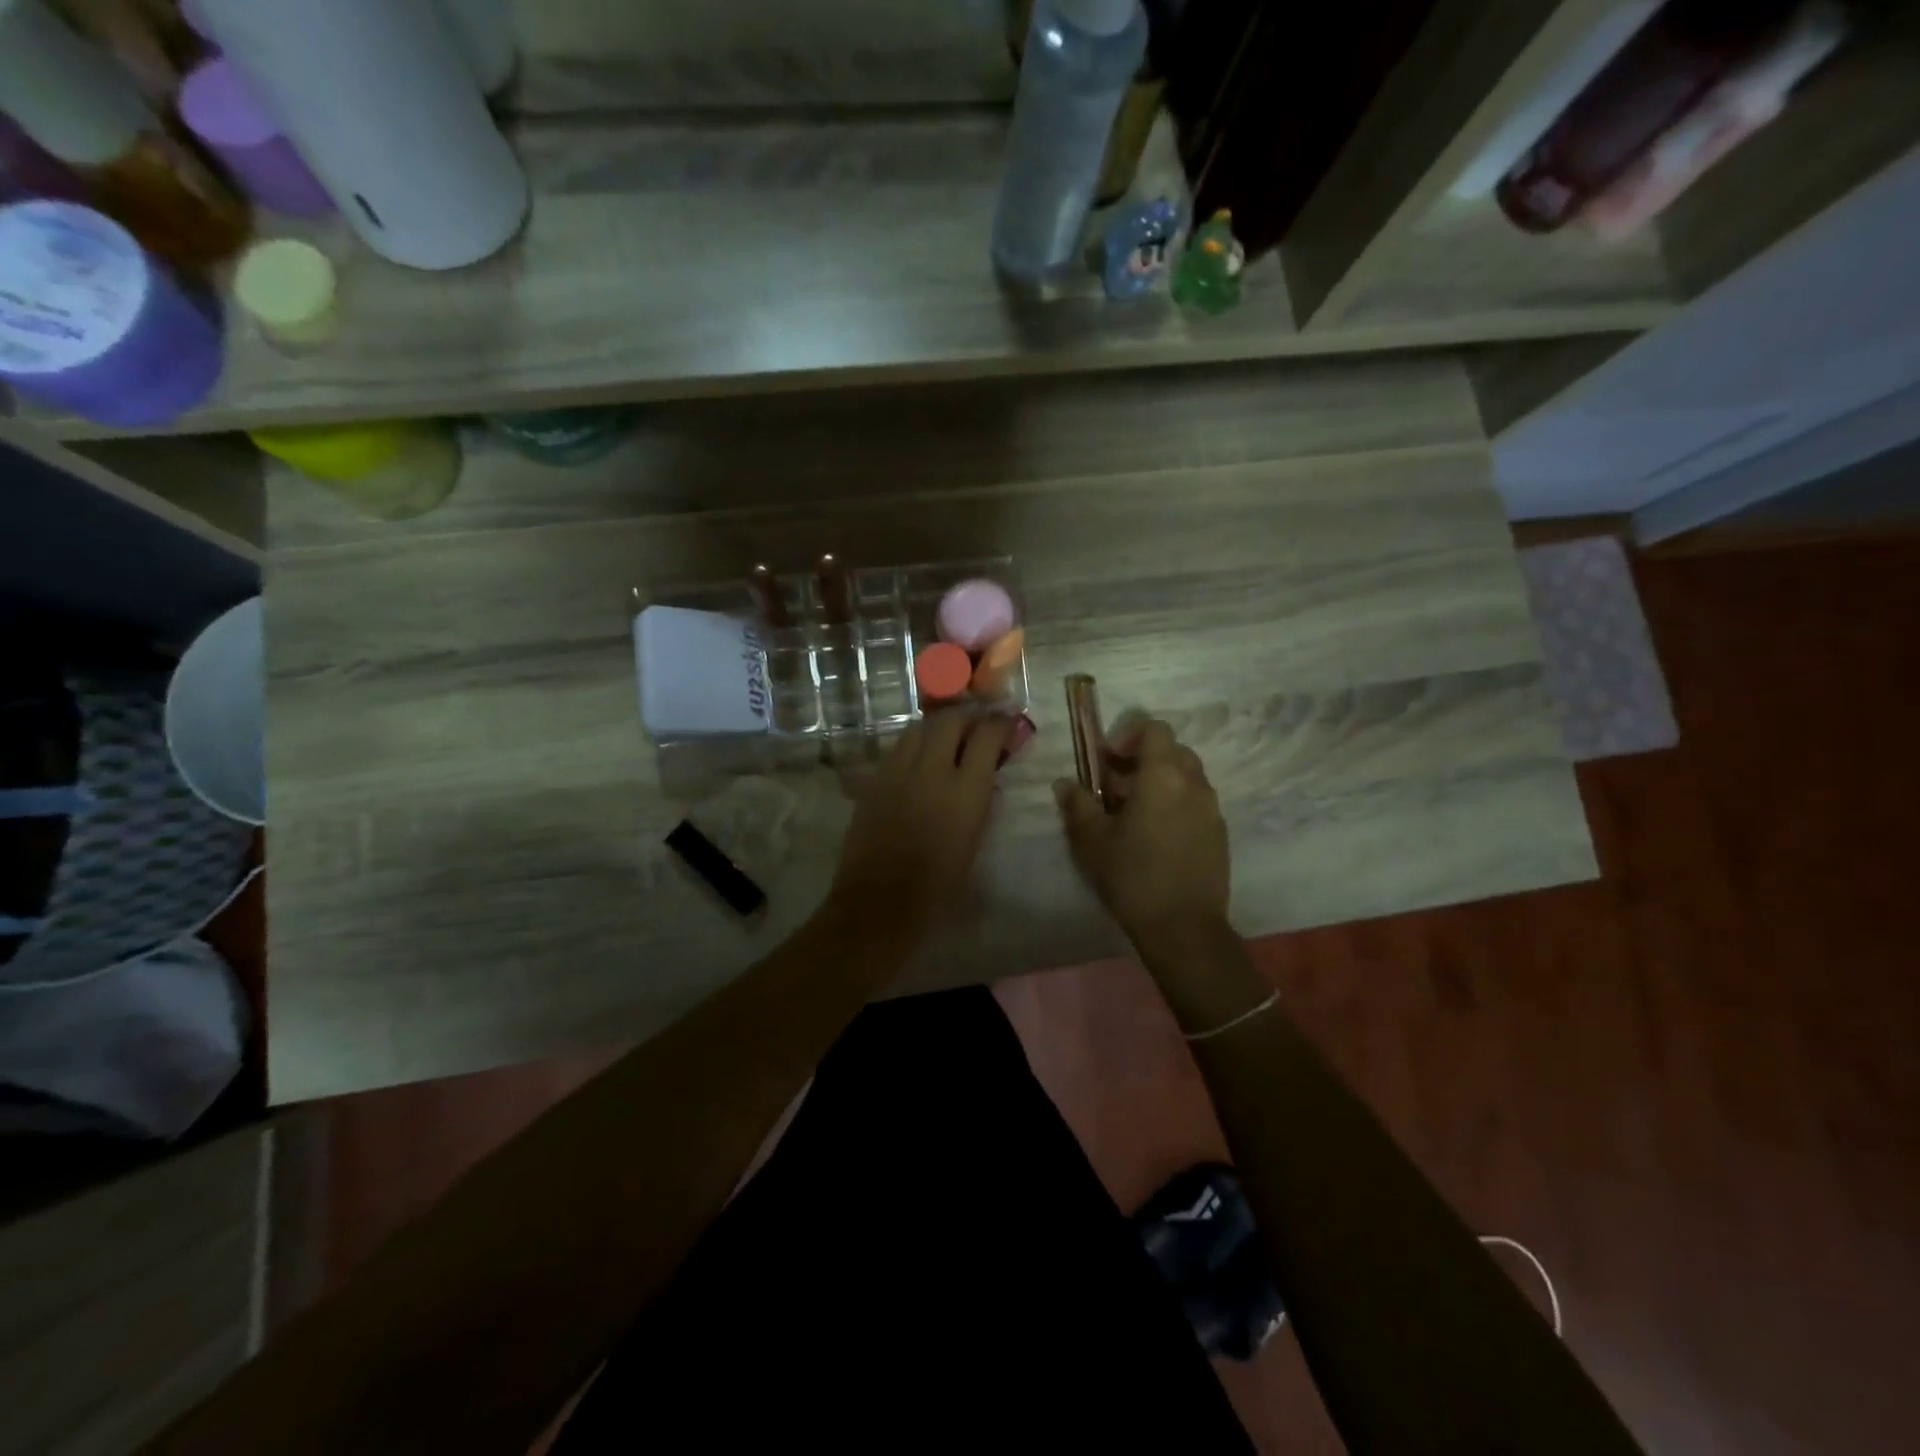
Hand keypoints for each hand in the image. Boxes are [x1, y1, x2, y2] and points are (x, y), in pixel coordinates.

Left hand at [830, 711, 1013, 931]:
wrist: (880, 901)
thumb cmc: (939, 884)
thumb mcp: (974, 839)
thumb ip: (981, 799)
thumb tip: (986, 775)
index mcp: (965, 790)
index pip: (986, 735)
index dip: (1000, 724)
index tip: (1007, 722)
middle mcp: (931, 770)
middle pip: (950, 720)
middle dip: (967, 717)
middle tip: (976, 725)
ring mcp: (897, 771)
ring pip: (919, 728)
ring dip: (937, 727)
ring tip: (947, 738)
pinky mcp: (874, 780)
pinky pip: (898, 748)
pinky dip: (914, 745)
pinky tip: (919, 759)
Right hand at [1055, 718, 1230, 950]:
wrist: (1184, 928)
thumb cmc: (1133, 876)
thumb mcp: (1092, 840)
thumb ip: (1077, 804)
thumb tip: (1065, 783)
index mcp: (1163, 775)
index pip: (1154, 728)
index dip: (1128, 735)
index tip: (1107, 761)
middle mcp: (1194, 783)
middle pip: (1171, 750)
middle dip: (1142, 760)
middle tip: (1115, 788)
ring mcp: (1212, 809)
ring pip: (1186, 777)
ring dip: (1159, 783)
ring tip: (1133, 815)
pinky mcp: (1220, 833)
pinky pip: (1196, 802)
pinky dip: (1175, 804)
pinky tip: (1155, 837)